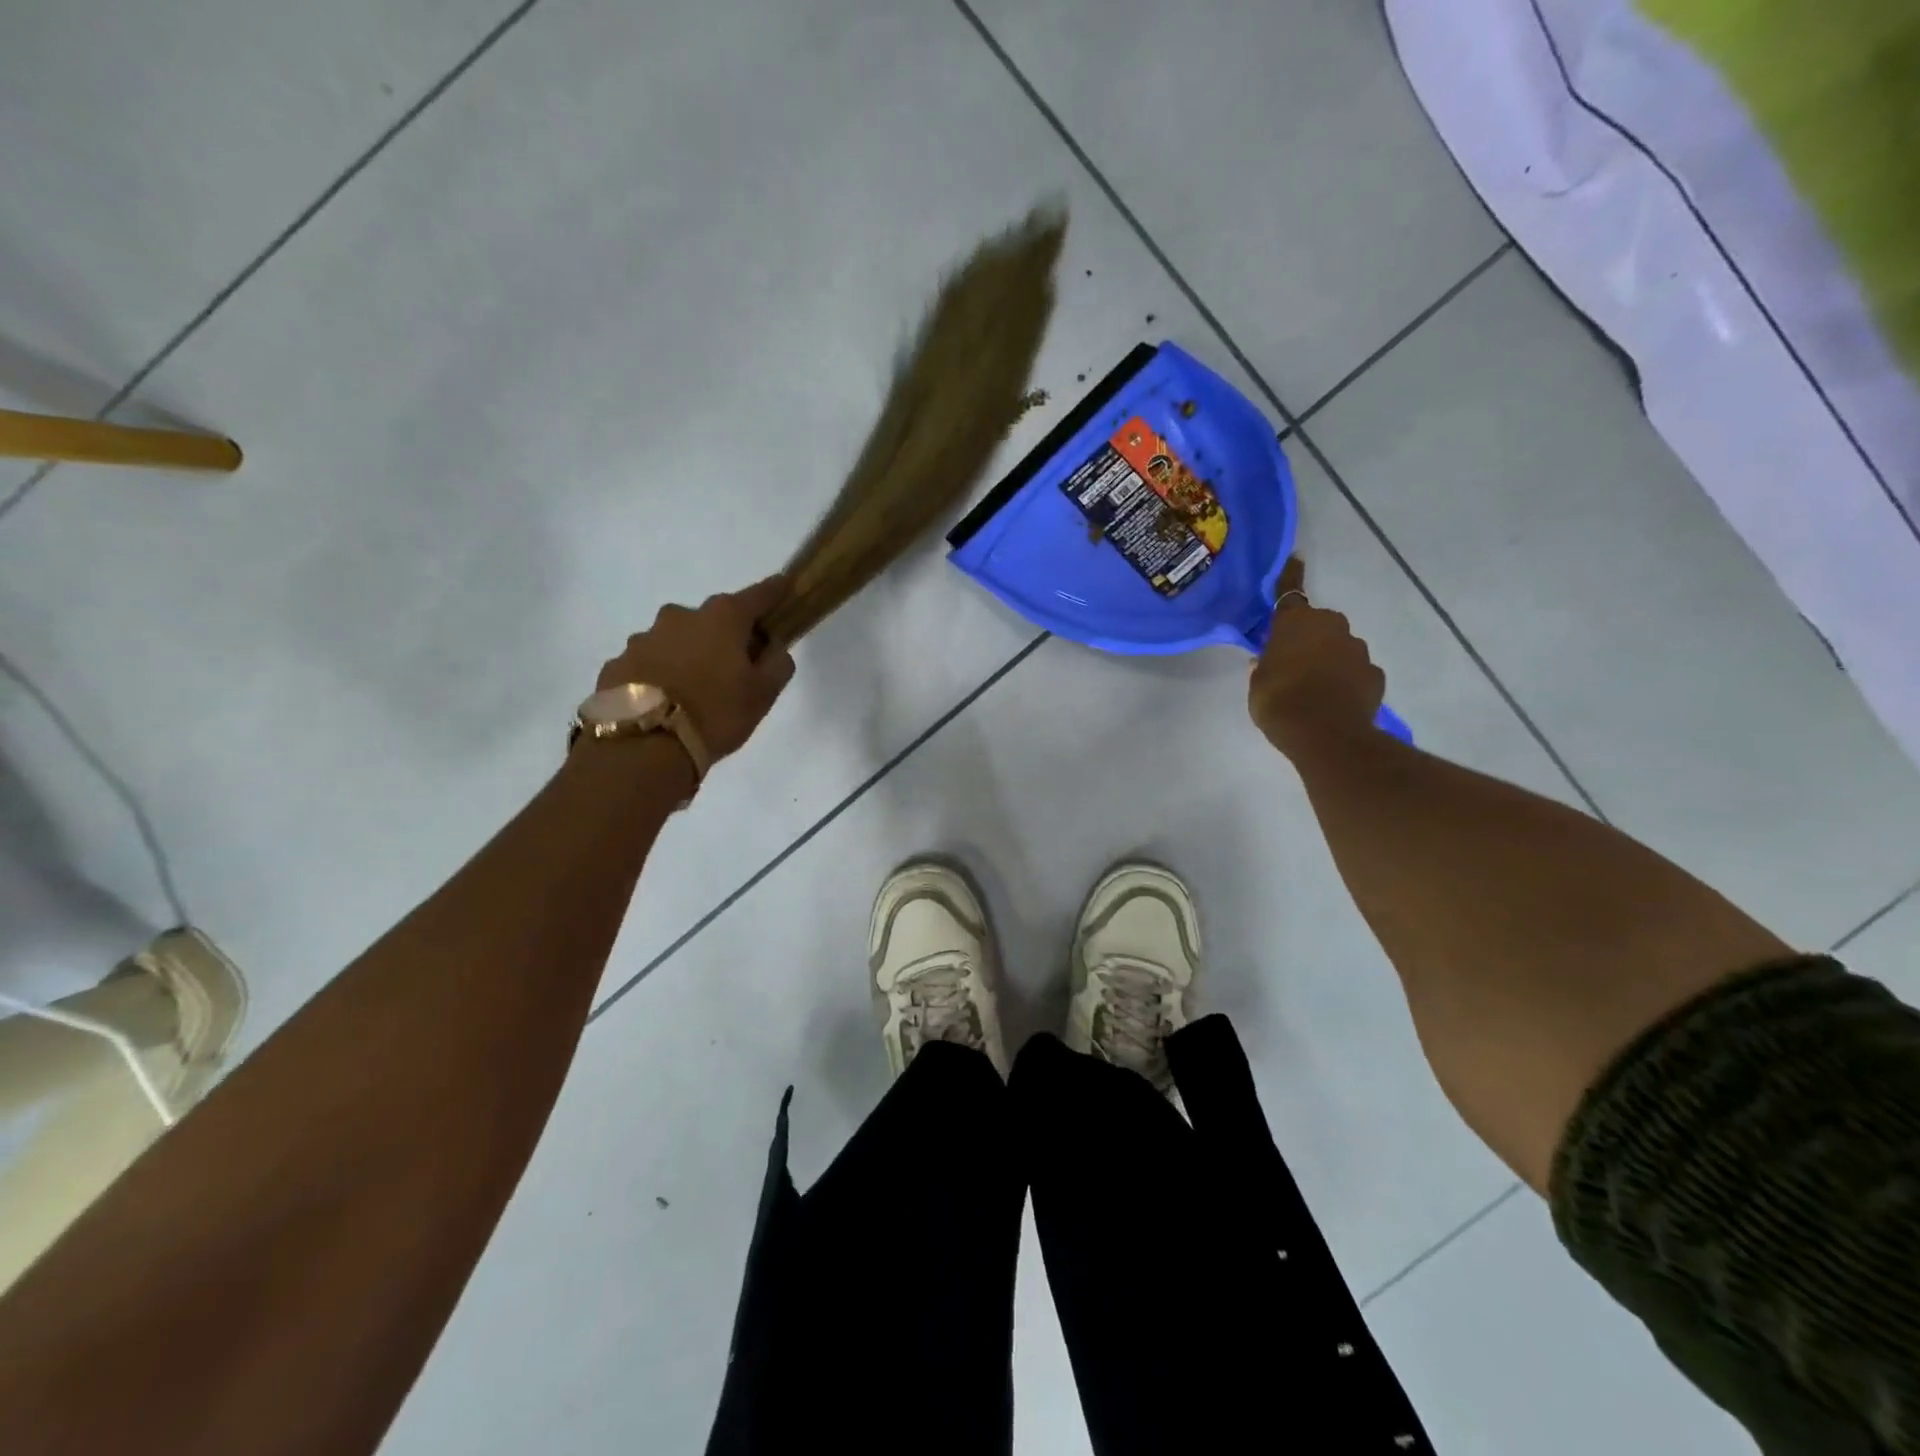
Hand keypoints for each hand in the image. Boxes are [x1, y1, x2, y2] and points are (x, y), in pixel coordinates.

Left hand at [597, 574, 794, 760]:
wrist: (643, 747)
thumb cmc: (716, 714)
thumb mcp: (762, 695)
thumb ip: (777, 665)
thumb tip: (774, 648)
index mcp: (722, 619)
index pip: (757, 595)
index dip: (774, 592)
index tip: (785, 586)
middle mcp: (680, 617)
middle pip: (711, 619)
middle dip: (725, 635)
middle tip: (735, 665)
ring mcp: (643, 639)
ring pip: (676, 640)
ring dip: (688, 655)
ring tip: (694, 690)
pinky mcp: (617, 664)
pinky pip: (648, 664)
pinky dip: (660, 674)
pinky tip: (664, 701)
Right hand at [1248, 557, 1384, 758]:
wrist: (1327, 736)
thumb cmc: (1280, 703)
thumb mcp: (1257, 686)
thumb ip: (1262, 668)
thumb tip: (1264, 661)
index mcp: (1297, 623)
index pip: (1289, 592)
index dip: (1290, 575)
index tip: (1297, 556)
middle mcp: (1331, 627)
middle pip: (1318, 624)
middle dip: (1308, 636)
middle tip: (1292, 661)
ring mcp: (1358, 650)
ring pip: (1339, 647)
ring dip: (1327, 659)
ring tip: (1313, 688)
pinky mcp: (1375, 675)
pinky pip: (1355, 672)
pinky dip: (1346, 680)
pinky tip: (1334, 700)